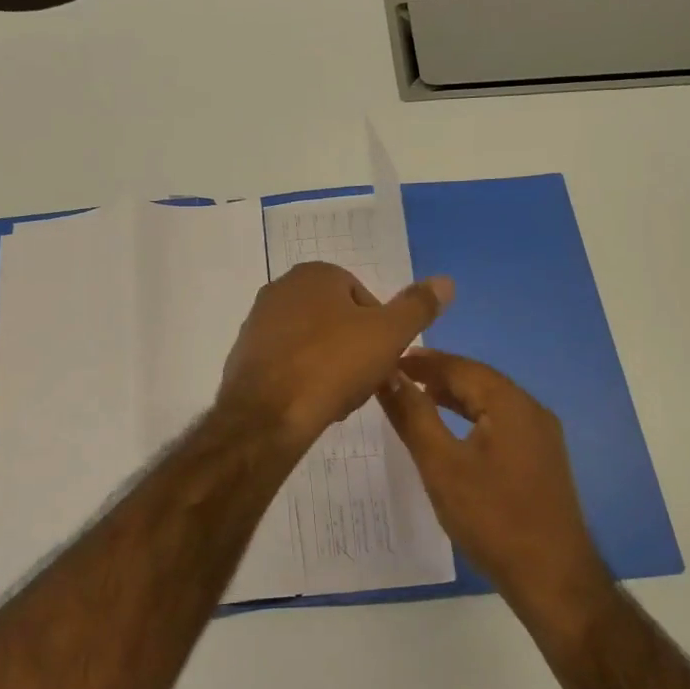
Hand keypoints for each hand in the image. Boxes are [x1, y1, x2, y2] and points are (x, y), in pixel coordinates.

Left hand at [220, 262, 453, 449]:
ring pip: (313, 344)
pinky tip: (311, 404)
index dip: (380, 331)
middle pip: (337, 321)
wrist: (267, 414)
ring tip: (338, 399)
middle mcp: (280, 288)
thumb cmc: (332, 365)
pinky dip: (303, 379)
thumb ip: (417, 307)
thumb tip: (446, 281)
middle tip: (363, 383)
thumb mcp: (388, 334)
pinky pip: (287, 363)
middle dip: (354, 350)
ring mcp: (258, 321)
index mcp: (315, 274)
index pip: (364, 298)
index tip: (383, 360)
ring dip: (330, 367)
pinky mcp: (244, 355)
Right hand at [378, 349, 611, 620]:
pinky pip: (499, 423)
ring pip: (489, 402)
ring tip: (416, 396)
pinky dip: (470, 417)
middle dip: (437, 375)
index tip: (387, 359)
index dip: (422, 361)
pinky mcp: (540, 459)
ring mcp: (540, 436)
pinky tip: (450, 431)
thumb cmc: (491, 517)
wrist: (551, 578)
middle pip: (478, 380)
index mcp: (510, 404)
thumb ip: (413, 415)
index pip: (460, 367)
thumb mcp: (441, 464)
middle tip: (396, 376)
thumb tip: (388, 375)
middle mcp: (531, 410)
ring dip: (453, 395)